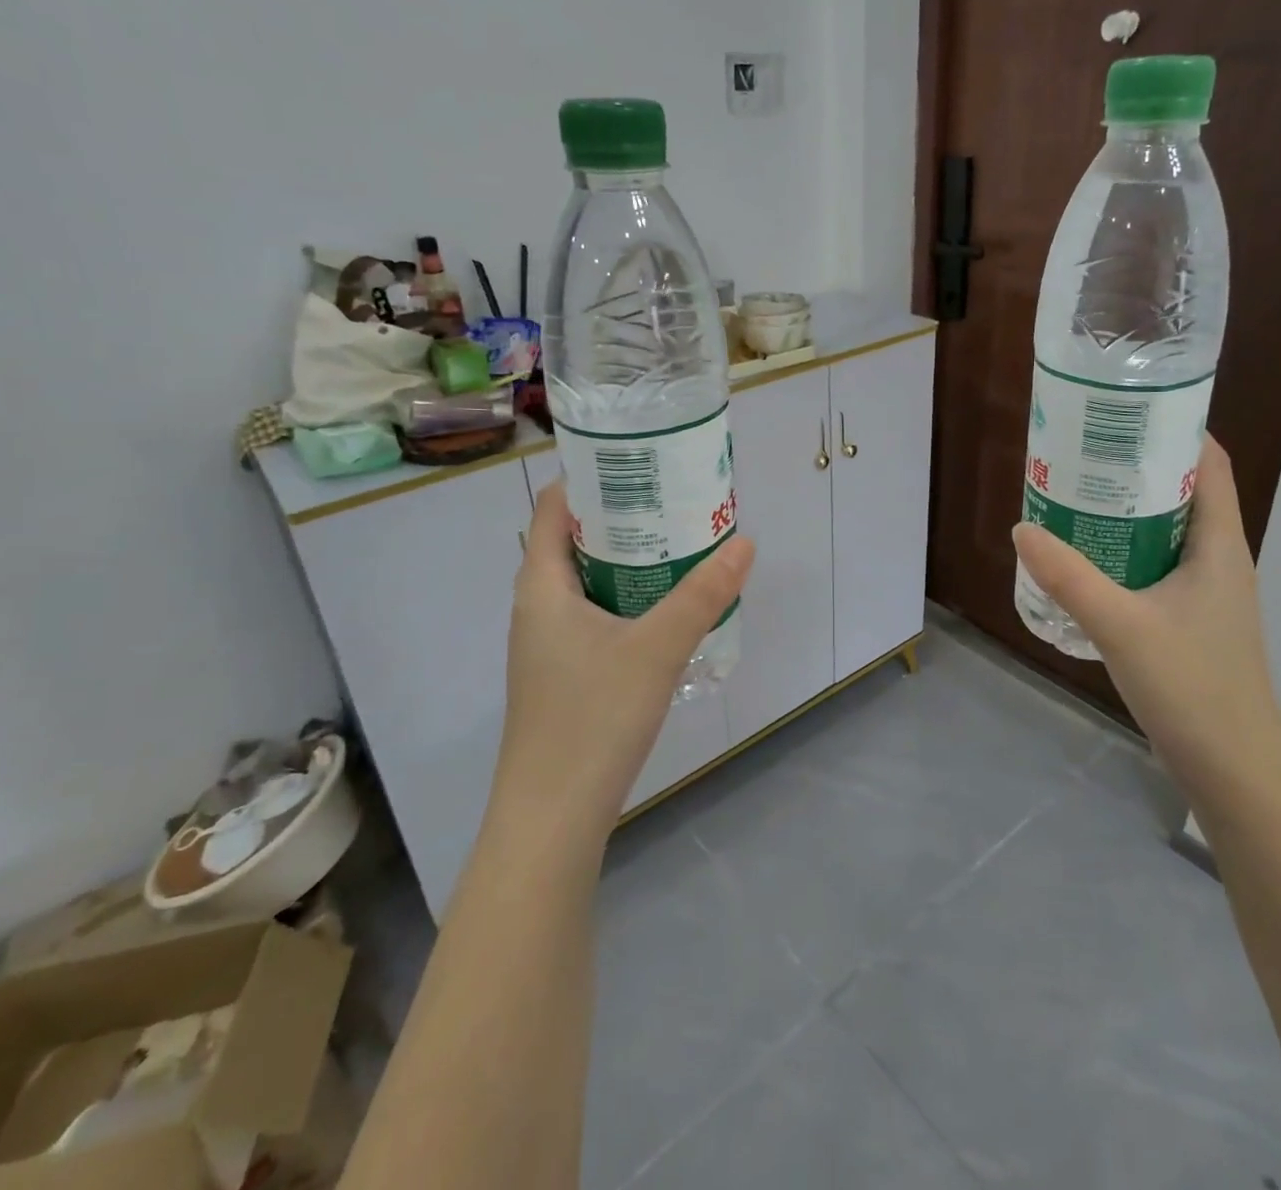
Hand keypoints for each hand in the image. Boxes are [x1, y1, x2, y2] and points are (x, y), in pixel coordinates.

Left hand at [495, 480, 754, 849]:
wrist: (550, 819)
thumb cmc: (591, 720)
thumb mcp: (656, 649)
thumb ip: (701, 595)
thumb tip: (744, 543)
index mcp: (541, 587)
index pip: (556, 508)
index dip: (591, 478)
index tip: (641, 462)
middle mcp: (537, 608)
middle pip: (574, 542)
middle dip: (622, 517)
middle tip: (675, 500)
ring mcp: (547, 646)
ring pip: (586, 583)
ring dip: (627, 561)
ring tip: (678, 545)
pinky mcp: (563, 675)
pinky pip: (594, 616)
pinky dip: (626, 599)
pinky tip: (664, 611)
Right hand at [1012, 436, 1280, 810]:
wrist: (1234, 770)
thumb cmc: (1192, 687)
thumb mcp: (1121, 625)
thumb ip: (1068, 576)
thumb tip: (1022, 528)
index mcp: (1221, 546)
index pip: (1211, 464)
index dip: (1177, 429)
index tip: (1125, 411)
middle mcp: (1220, 560)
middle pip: (1184, 492)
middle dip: (1137, 467)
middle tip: (1082, 452)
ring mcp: (1207, 593)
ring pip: (1167, 531)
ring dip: (1128, 511)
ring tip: (1075, 496)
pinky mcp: (1190, 621)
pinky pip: (1156, 565)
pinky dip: (1125, 550)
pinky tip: (1086, 560)